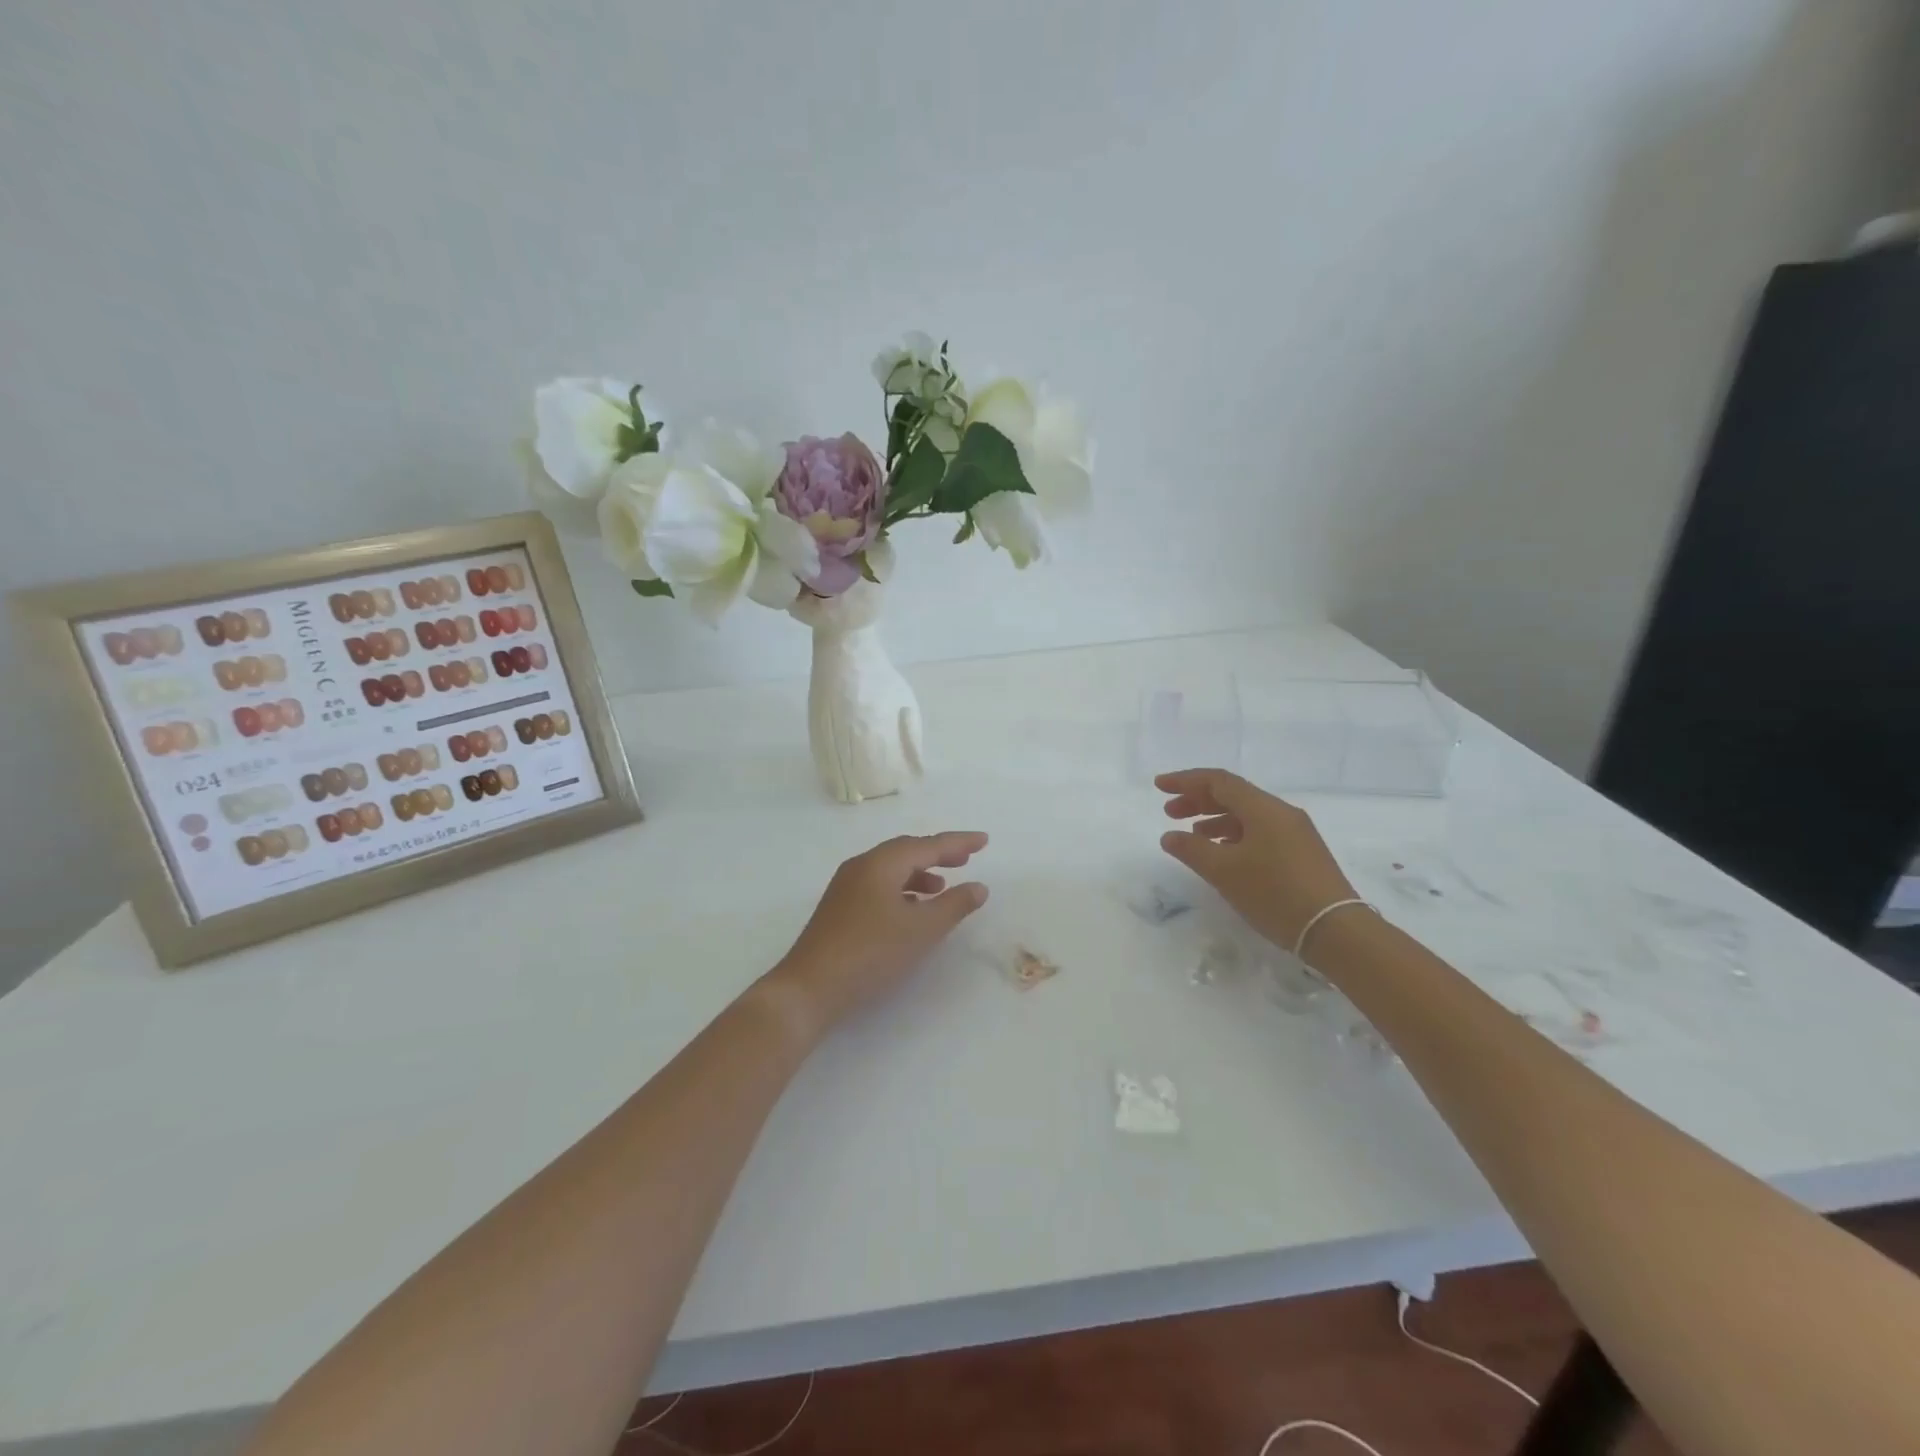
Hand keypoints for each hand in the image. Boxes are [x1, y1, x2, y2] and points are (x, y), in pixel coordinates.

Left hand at [767, 832, 989, 1036]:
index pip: (927, 845)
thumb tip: (979, 887)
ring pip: (891, 869)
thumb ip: (954, 905)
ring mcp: (846, 887)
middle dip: (938, 854)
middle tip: (966, 859)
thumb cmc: (871, 953)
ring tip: (942, 888)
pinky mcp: (839, 908)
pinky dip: (901, 890)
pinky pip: (878, 885)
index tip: (984, 841)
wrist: (810, 988)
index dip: (958, 843)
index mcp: (881, 863)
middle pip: (906, 851)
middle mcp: (861, 866)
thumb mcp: (921, 930)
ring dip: (919, 873)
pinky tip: (911, 909)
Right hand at [1157, 768, 1356, 949]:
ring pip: (1246, 815)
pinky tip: (1222, 854)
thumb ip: (1192, 850)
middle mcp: (1281, 813)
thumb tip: (1169, 836)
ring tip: (1191, 835)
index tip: (1159, 786)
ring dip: (1215, 819)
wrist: (1335, 930)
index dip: (1185, 780)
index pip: (1218, 781)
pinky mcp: (1301, 853)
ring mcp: (1295, 833)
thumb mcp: (1224, 872)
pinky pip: (1259, 832)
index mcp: (1263, 808)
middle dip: (1198, 800)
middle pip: (1233, 795)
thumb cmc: (1274, 894)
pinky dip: (1233, 835)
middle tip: (1169, 813)